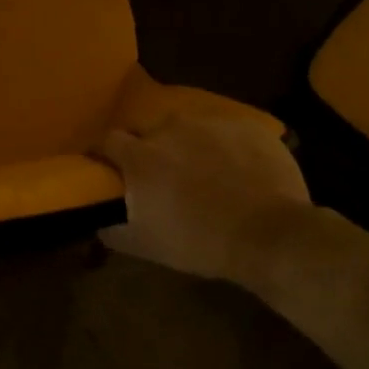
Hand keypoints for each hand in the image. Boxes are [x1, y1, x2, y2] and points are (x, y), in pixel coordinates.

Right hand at [98, 115, 309, 284]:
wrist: (269, 235)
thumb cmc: (199, 241)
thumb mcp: (145, 245)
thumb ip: (114, 229)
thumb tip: (99, 222)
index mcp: (142, 156)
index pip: (109, 140)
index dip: (107, 153)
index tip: (111, 168)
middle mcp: (171, 128)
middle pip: (151, 132)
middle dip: (152, 150)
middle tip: (165, 177)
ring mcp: (212, 123)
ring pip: (191, 129)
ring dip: (190, 145)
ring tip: (206, 172)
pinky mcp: (248, 125)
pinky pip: (227, 131)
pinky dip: (226, 147)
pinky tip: (239, 172)